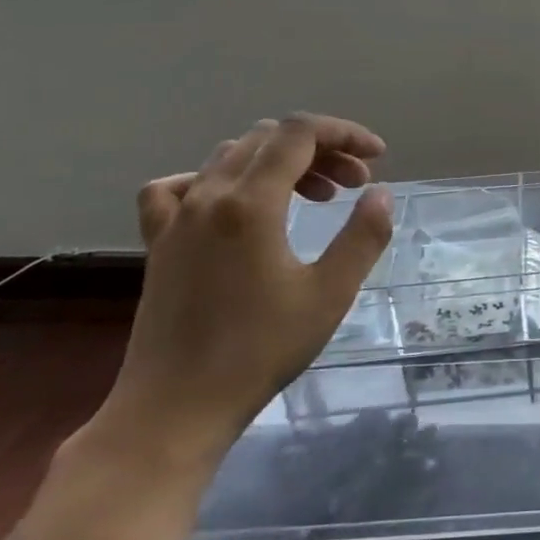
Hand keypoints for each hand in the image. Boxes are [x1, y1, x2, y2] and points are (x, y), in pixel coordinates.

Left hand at [92, 113, 394, 468]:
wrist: (177, 405)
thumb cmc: (261, 350)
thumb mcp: (330, 293)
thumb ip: (363, 236)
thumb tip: (380, 193)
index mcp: (250, 203)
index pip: (299, 133)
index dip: (344, 134)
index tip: (377, 158)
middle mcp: (208, 196)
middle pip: (268, 139)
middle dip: (321, 150)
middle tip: (355, 185)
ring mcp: (177, 217)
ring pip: (231, 157)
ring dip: (279, 162)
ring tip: (314, 196)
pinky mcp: (159, 241)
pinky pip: (181, 186)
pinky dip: (218, 180)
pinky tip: (234, 204)